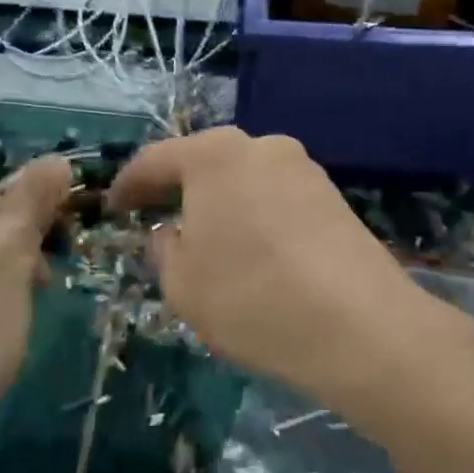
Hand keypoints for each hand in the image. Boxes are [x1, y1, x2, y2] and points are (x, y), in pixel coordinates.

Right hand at [106, 129, 444, 398]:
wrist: (359, 326)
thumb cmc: (251, 298)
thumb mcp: (182, 284)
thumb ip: (165, 249)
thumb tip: (173, 232)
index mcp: (215, 155)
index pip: (156, 160)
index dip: (129, 185)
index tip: (114, 208)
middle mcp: (262, 146)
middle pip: (207, 162)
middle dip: (179, 189)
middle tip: (158, 219)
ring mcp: (305, 169)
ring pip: (246, 180)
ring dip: (222, 203)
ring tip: (209, 240)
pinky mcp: (334, 197)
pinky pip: (277, 199)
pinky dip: (256, 216)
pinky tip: (255, 251)